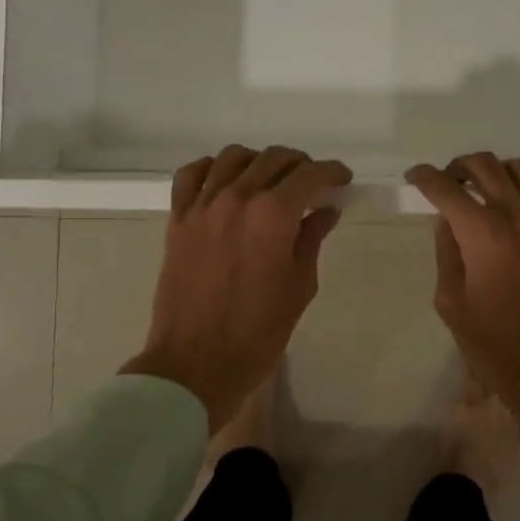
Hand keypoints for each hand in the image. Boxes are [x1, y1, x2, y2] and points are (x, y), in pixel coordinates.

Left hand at [124, 145, 351, 431]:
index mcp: (273, 214)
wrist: (196, 363)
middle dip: (300, 165)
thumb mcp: (300, 285)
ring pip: (233, 157)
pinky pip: (191, 174)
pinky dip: (212, 169)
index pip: (309, 174)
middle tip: (312, 183)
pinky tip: (225, 182)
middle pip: (273, 159)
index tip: (342, 178)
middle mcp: (238, 197)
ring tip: (270, 180)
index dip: (331, 171)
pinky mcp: (178, 219)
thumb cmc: (258, 331)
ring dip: (259, 162)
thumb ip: (312, 239)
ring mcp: (203, 205)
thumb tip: (325, 210)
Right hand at [406, 154, 519, 477]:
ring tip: (488, 187)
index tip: (415, 177)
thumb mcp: (453, 305)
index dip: (425, 177)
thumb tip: (448, 221)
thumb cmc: (499, 349)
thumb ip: (447, 254)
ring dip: (499, 170)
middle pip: (486, 166)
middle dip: (459, 166)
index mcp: (484, 237)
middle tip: (449, 182)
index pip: (447, 189)